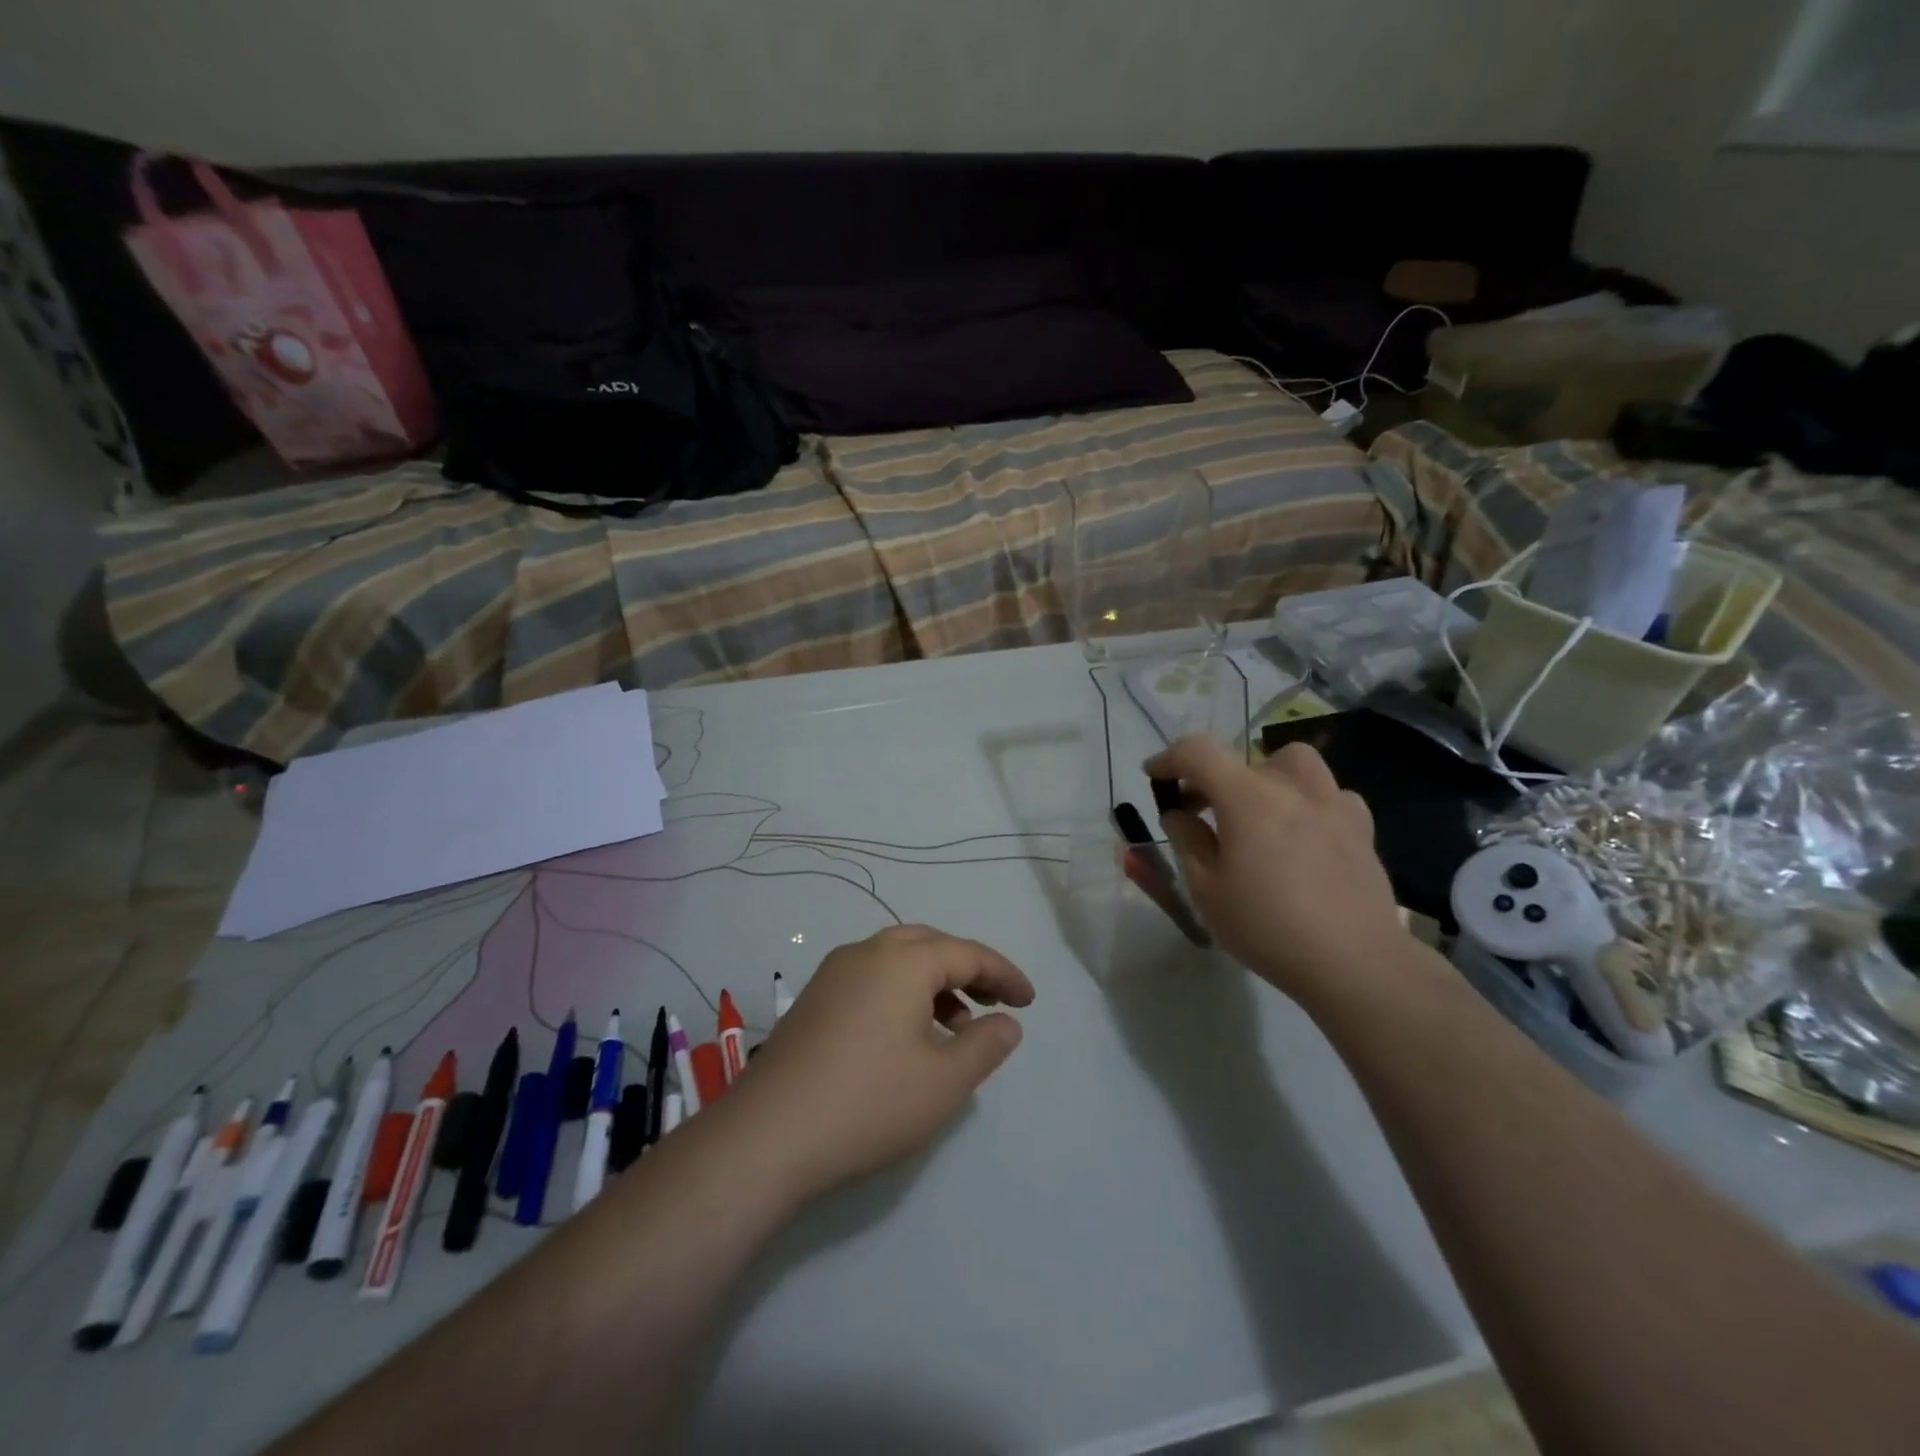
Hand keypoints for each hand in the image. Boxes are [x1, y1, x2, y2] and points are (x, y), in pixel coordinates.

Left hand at [728, 926, 1034, 1200]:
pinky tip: (907, 1036)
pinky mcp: (813, 1000)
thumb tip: (1007, 1022)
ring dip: (933, 983)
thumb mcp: (945, 1081)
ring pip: (896, 961)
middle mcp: (866, 953)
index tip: (1029, 1001)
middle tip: (992, 1001)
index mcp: (902, 961)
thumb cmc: (869, 1102)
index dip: (1004, 974)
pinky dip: (901, 993)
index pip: (967, 953)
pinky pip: (871, 979)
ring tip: (955, 1026)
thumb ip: (986, 1045)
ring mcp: (833, 974)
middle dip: (967, 969)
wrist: (768, 1136)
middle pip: (929, 945)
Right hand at [1143, 735, 1414, 1007]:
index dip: (1170, 758)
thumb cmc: (1268, 927)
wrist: (1354, 963)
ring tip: (1257, 812)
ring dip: (1266, 777)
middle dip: (1213, 777)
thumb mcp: (1207, 890)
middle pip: (1245, 759)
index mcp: (1249, 798)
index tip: (1154, 776)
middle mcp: (1292, 788)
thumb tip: (1178, 814)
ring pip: (1295, 765)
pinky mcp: (1362, 830)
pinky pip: (1330, 796)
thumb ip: (1187, 841)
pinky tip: (1303, 833)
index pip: (1199, 752)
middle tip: (1199, 810)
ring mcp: (1334, 805)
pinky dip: (1308, 802)